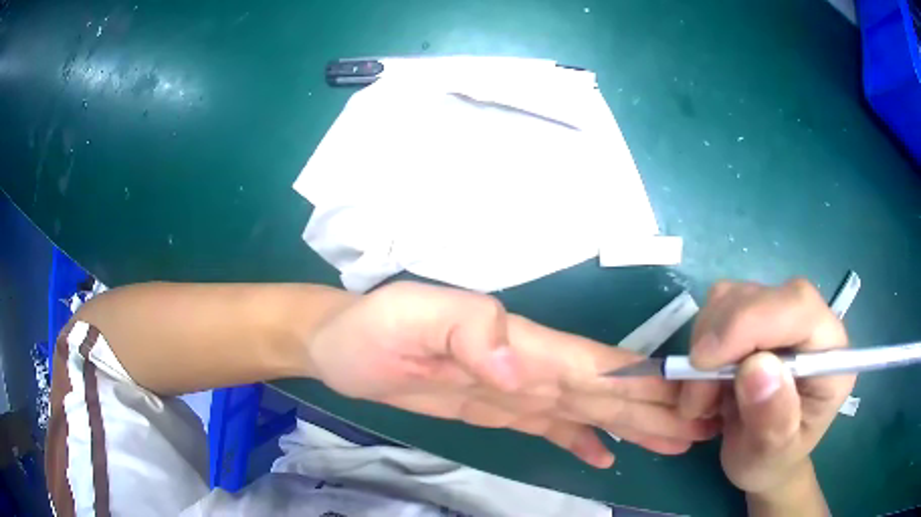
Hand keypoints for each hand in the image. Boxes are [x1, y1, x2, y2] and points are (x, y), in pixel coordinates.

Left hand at [306, 281, 717, 467]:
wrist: (339, 344)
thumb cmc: (369, 328)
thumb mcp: (410, 315)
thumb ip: (469, 330)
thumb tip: (520, 369)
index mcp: (520, 344)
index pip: (596, 365)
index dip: (645, 382)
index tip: (690, 398)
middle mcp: (530, 366)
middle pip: (607, 390)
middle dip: (656, 408)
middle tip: (701, 425)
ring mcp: (515, 390)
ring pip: (589, 411)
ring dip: (633, 426)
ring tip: (673, 441)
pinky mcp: (496, 409)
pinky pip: (551, 428)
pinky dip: (583, 442)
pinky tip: (605, 457)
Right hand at [678, 279, 855, 495]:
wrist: (764, 460)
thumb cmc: (773, 461)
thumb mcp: (772, 455)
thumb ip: (773, 417)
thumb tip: (756, 366)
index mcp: (830, 352)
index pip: (797, 306)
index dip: (750, 322)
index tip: (705, 362)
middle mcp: (809, 323)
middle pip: (760, 296)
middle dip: (718, 342)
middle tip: (696, 400)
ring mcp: (781, 316)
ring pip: (731, 298)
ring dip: (704, 348)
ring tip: (701, 400)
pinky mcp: (755, 318)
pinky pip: (716, 311)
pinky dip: (700, 346)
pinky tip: (704, 382)